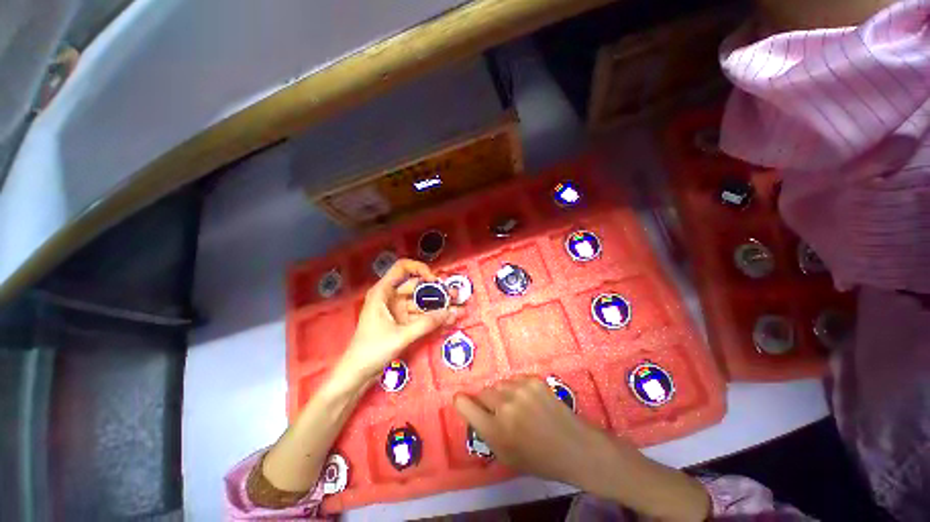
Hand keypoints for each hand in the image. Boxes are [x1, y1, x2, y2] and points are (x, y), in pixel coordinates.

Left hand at [337, 259, 455, 380]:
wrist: (357, 374)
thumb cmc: (372, 350)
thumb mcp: (401, 335)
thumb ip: (427, 323)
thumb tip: (451, 312)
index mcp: (383, 292)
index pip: (402, 267)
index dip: (420, 269)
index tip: (435, 280)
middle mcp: (391, 296)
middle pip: (417, 286)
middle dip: (437, 291)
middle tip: (455, 296)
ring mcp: (397, 309)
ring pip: (421, 302)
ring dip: (438, 305)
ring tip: (458, 309)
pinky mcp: (402, 321)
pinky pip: (420, 315)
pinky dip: (433, 317)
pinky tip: (448, 319)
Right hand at [453, 376, 615, 485]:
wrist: (574, 447)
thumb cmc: (538, 459)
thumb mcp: (506, 456)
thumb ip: (487, 432)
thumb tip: (475, 411)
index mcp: (496, 429)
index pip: (466, 406)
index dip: (461, 402)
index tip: (460, 400)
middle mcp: (505, 405)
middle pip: (483, 391)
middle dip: (486, 401)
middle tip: (498, 411)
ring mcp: (520, 389)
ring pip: (499, 383)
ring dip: (502, 393)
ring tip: (515, 405)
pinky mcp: (533, 380)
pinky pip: (515, 379)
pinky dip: (516, 388)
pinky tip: (528, 400)